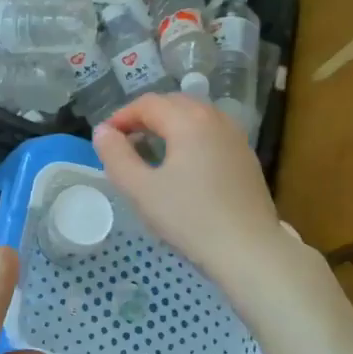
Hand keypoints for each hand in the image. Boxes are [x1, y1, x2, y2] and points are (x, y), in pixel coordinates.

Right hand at [94, 93, 310, 301]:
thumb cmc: (190, 218)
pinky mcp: (246, 156)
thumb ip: (116, 156)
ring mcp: (235, 136)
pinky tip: (183, 163)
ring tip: (151, 149)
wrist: (249, 250)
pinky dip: (190, 136)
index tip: (105, 139)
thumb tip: (103, 132)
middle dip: (145, 117)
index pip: (148, 104)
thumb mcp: (141, 189)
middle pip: (173, 104)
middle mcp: (214, 118)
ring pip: (195, 116)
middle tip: (125, 141)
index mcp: (188, 120)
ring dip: (169, 124)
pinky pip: (211, 132)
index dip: (122, 117)